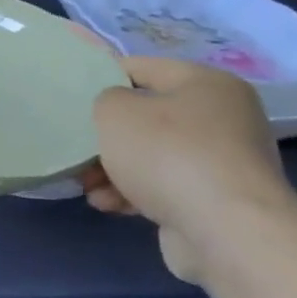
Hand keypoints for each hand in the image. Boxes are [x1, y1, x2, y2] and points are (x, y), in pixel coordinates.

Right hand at [86, 57, 296, 283]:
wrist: (226, 230)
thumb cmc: (168, 155)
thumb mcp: (115, 111)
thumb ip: (104, 99)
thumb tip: (116, 110)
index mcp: (207, 84)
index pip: (142, 67)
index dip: (101, 76)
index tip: (70, 96)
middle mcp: (222, 117)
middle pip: (145, 116)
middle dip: (105, 135)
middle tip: (75, 147)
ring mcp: (221, 160)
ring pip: (150, 154)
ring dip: (113, 168)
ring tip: (86, 185)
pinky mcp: (214, 197)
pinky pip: (162, 185)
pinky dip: (133, 192)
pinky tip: (109, 205)